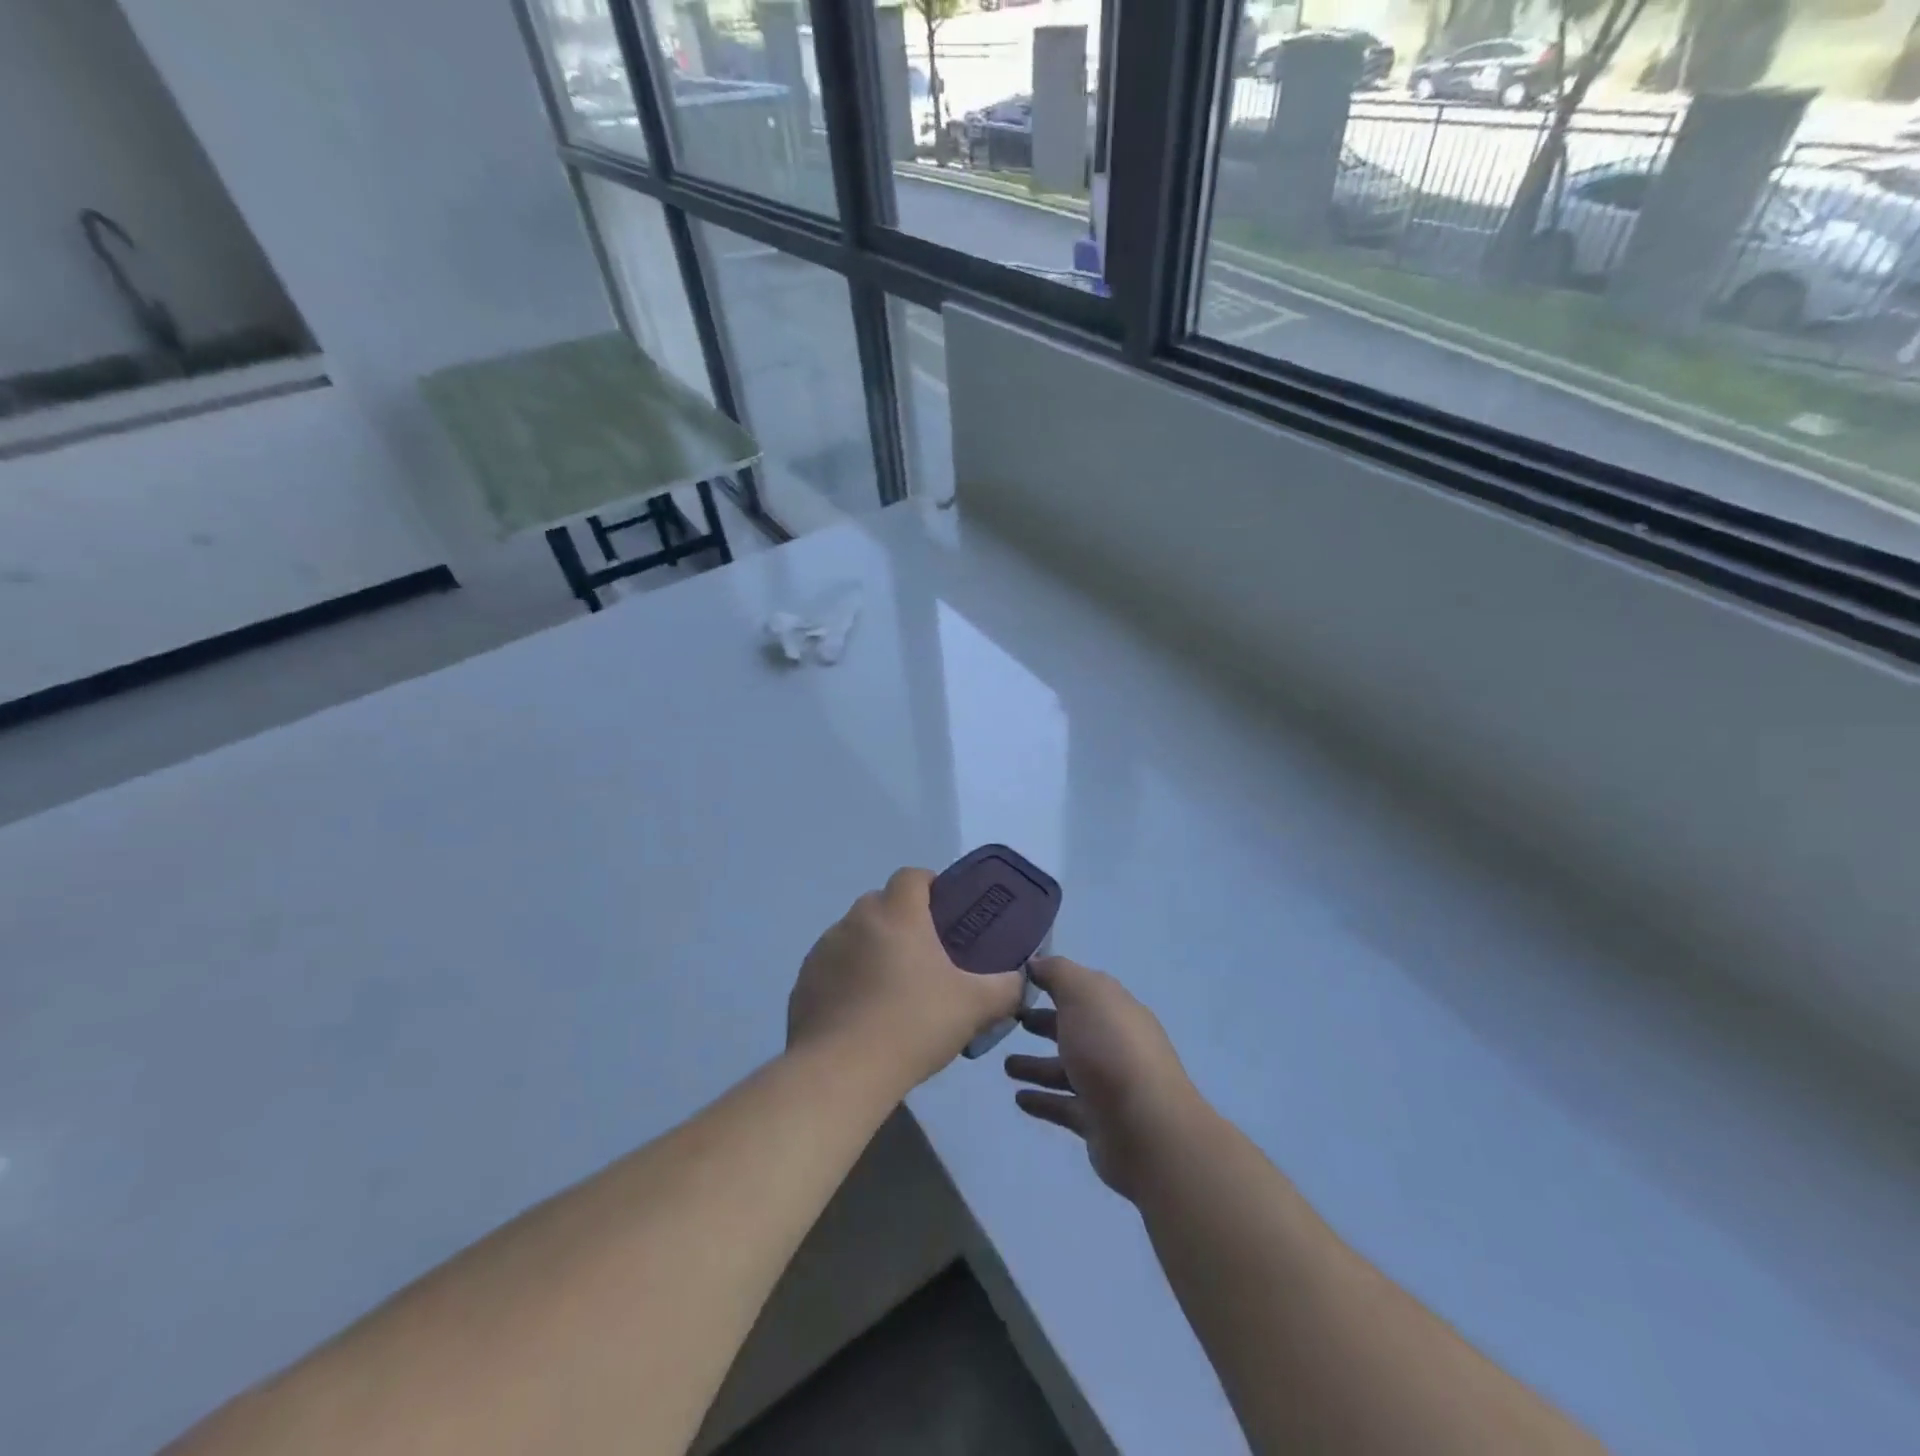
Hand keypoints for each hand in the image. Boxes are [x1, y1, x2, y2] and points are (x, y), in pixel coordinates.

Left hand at [789, 867, 1025, 1095]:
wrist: (841, 1072)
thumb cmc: (913, 1025)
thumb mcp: (975, 1007)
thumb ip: (1005, 988)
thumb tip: (1020, 980)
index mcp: (897, 914)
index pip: (912, 876)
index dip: (930, 886)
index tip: (945, 913)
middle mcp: (856, 920)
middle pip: (881, 903)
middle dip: (902, 920)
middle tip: (924, 957)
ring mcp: (824, 950)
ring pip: (854, 935)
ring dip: (871, 950)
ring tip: (891, 991)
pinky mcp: (804, 981)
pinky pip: (832, 967)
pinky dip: (846, 979)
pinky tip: (861, 1015)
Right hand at [1005, 956, 1205, 1200]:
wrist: (1144, 1127)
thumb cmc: (1109, 1048)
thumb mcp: (1082, 994)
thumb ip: (1057, 973)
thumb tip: (1037, 963)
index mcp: (1115, 1008)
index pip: (1083, 989)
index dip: (1054, 983)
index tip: (1020, 982)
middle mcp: (1115, 1043)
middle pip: (1075, 1028)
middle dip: (1044, 1023)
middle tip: (1011, 1021)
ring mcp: (1108, 1084)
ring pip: (1066, 1069)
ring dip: (1037, 1066)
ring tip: (1006, 1066)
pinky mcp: (1098, 1121)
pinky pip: (1064, 1105)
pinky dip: (1042, 1100)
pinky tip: (1018, 1098)